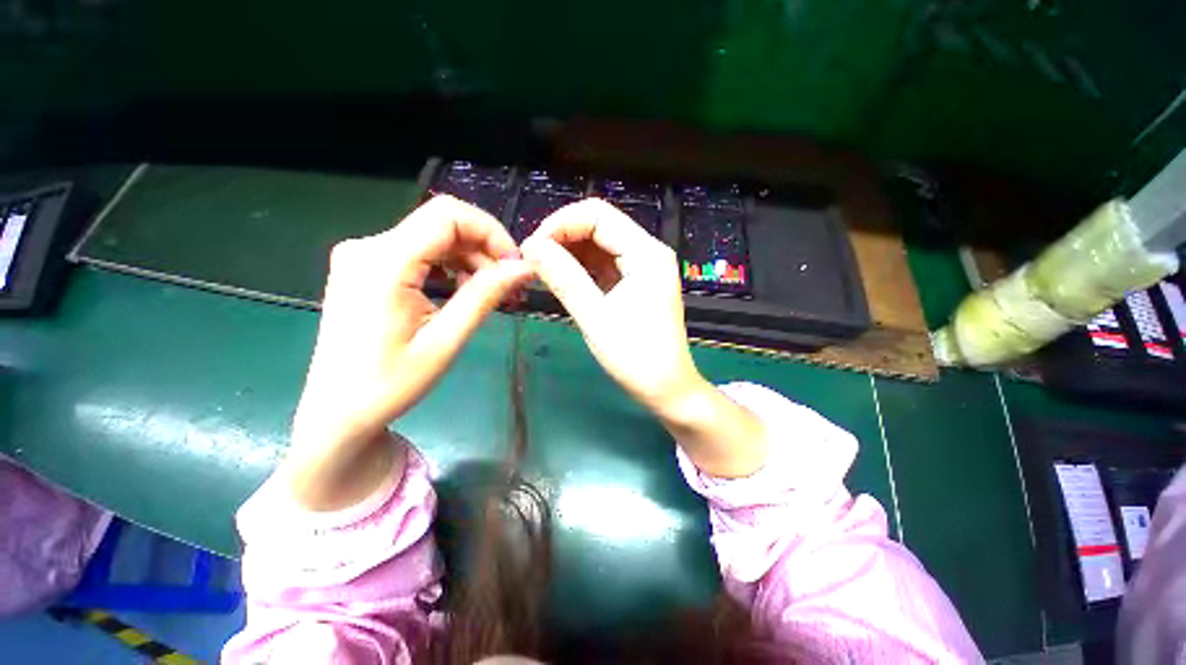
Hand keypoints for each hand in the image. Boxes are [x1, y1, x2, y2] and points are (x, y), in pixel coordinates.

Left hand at [287, 195, 531, 509]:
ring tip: (489, 295)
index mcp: (383, 262)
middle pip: (443, 225)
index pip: (448, 215)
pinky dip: (449, 267)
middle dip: (484, 251)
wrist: (337, 412)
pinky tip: (460, 293)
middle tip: (509, 288)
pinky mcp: (366, 268)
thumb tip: (524, 268)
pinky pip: (419, 253)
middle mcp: (368, 247)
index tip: (515, 266)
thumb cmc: (390, 384)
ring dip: (469, 261)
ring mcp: (363, 256)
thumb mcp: (445, 340)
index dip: (491, 233)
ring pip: (434, 238)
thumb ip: (485, 296)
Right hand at [521, 198, 766, 477]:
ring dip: (569, 252)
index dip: (560, 223)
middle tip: (533, 260)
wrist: (666, 389)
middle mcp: (648, 252)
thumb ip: (564, 278)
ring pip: (599, 244)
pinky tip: (561, 278)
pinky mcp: (636, 282)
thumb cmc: (635, 357)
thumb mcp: (595, 317)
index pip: (598, 215)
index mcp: (647, 253)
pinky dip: (581, 268)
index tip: (532, 247)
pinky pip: (604, 264)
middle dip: (563, 237)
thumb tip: (531, 245)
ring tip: (542, 270)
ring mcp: (643, 267)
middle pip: (599, 225)